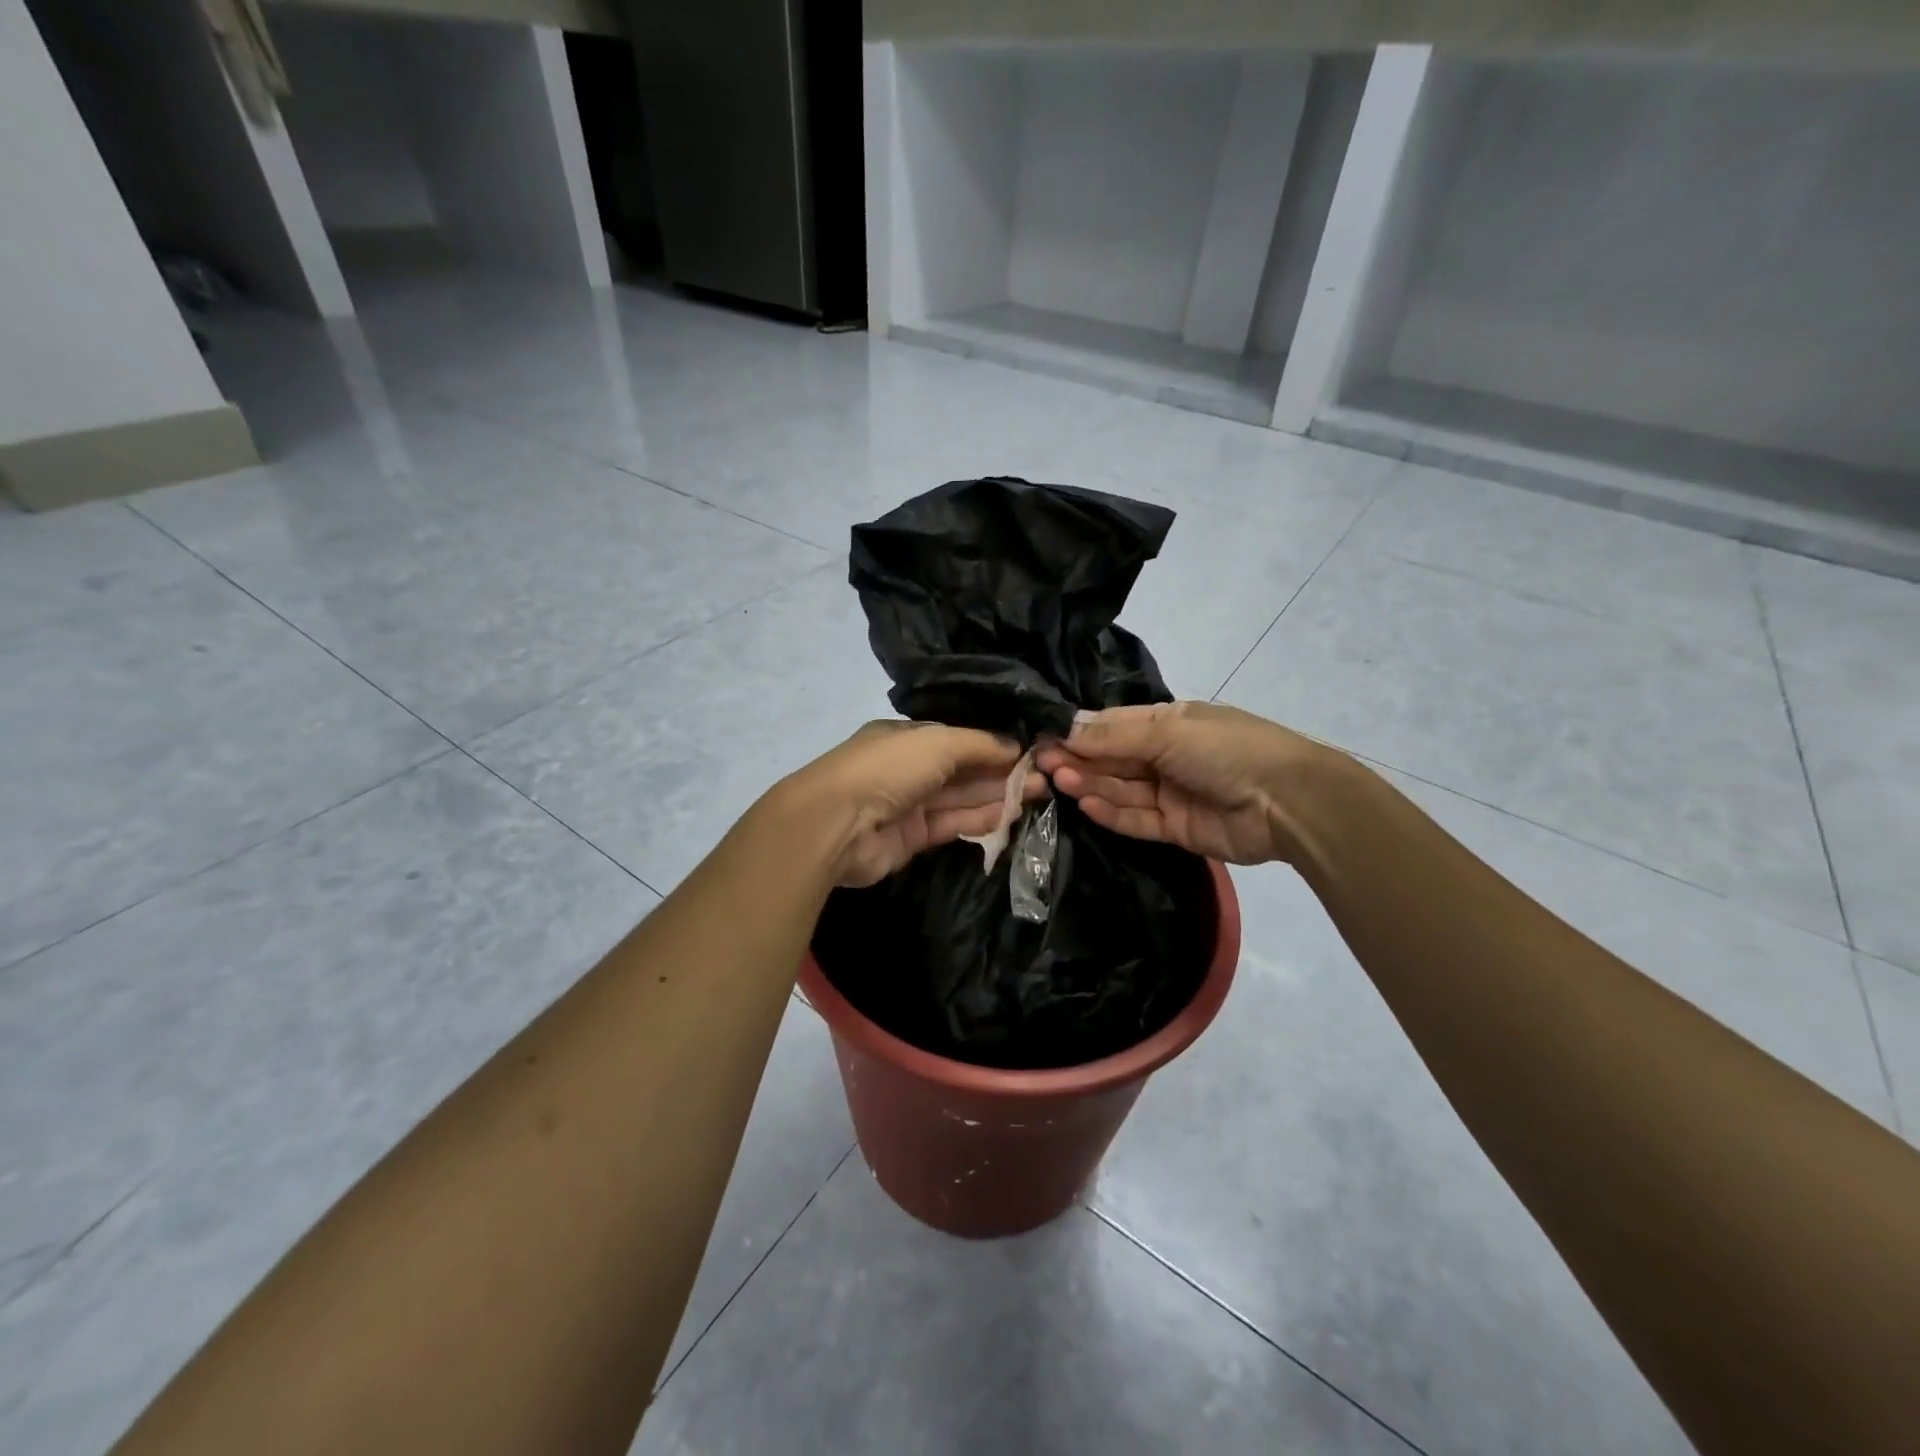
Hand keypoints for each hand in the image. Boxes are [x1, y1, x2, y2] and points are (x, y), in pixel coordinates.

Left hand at [783, 722, 1047, 887]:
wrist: (836, 823)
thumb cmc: (887, 768)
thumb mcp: (938, 742)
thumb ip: (979, 744)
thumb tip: (1015, 746)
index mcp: (908, 737)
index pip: (959, 739)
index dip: (994, 744)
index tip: (1030, 752)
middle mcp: (909, 768)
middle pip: (963, 769)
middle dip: (1002, 772)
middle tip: (1044, 778)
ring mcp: (909, 804)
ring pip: (961, 798)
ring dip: (997, 796)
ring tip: (1038, 795)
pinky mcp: (911, 838)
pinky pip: (952, 825)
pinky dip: (980, 820)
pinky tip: (1011, 816)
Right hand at [1035, 701, 1336, 865]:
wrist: (1287, 801)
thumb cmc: (1225, 749)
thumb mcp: (1168, 732)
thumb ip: (1114, 738)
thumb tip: (1065, 730)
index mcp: (1168, 723)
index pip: (1113, 726)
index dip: (1079, 732)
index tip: (1044, 738)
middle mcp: (1165, 756)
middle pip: (1113, 759)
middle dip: (1079, 760)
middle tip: (1041, 764)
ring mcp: (1170, 793)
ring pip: (1121, 789)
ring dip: (1090, 785)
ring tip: (1058, 781)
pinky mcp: (1175, 828)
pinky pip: (1137, 820)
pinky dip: (1112, 814)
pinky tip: (1085, 805)